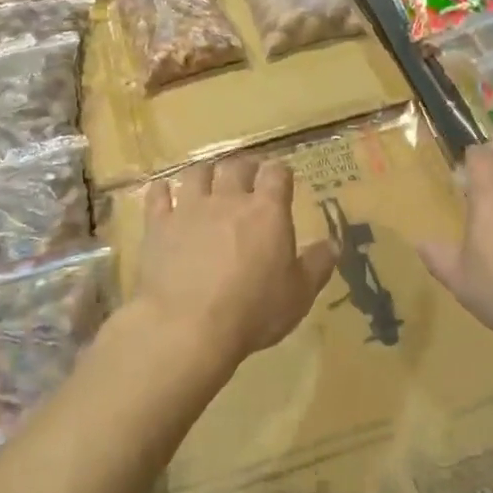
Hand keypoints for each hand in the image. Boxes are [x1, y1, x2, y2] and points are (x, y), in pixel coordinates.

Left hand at [131, 157, 335, 373]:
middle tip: (248, 175)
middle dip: (246, 167)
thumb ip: (317, 265)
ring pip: (197, 173)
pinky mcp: (158, 225)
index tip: (281, 176)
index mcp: (267, 211)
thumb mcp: (298, 295)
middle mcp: (229, 199)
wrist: (187, 326)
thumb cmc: (252, 311)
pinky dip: (163, 191)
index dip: (280, 172)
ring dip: (206, 172)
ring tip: (209, 178)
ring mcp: (190, 209)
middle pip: (237, 166)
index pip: (277, 174)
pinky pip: (158, 196)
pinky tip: (164, 191)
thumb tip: (334, 244)